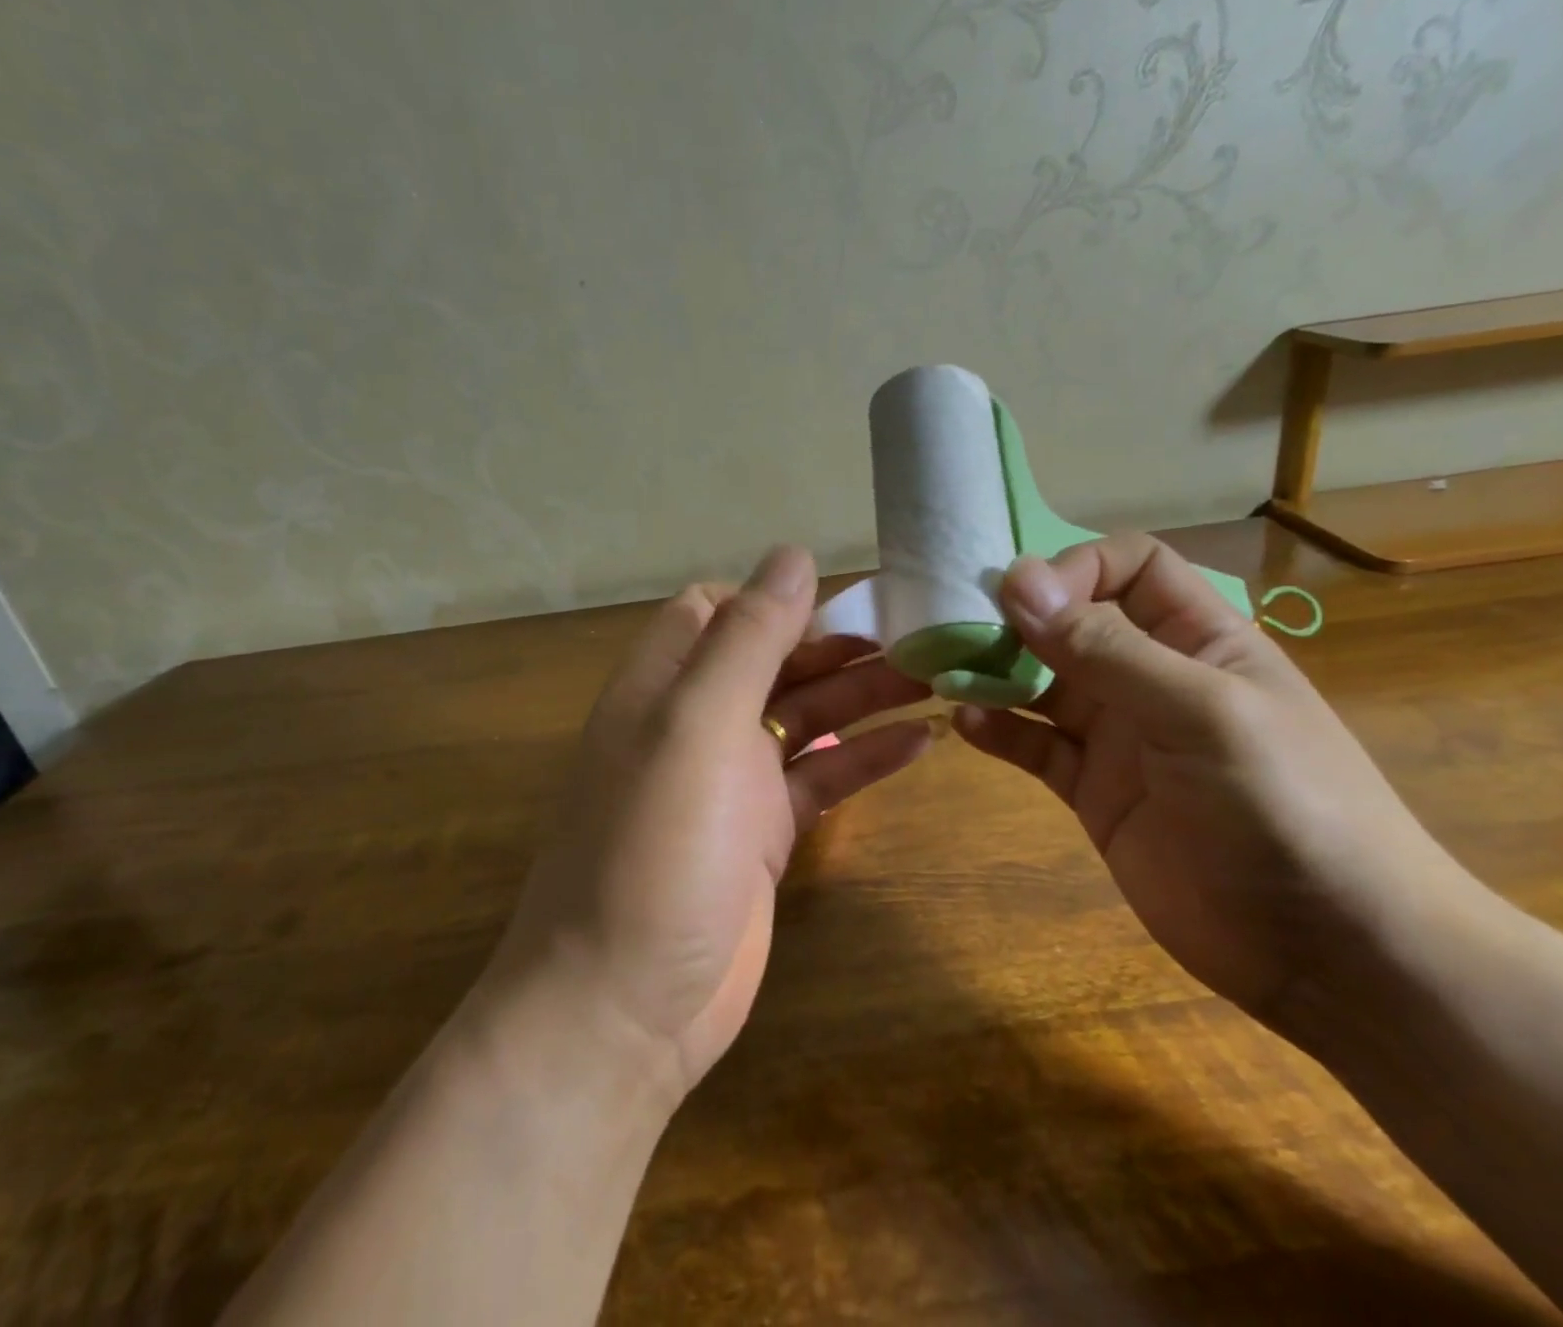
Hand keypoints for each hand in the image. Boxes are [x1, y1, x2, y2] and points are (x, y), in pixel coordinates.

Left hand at [487, 546, 933, 1098]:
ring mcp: (731, 780)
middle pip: (773, 659)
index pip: (715, 610)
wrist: (625, 1008)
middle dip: (838, 644)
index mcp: (665, 685)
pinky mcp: (762, 832)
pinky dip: (865, 757)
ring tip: (937, 675)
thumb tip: (794, 555)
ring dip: (864, 695)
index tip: (841, 599)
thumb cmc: (654, 850)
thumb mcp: (697, 725)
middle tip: (921, 633)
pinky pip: (821, 777)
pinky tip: (922, 743)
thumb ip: (747, 638)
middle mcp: (695, 722)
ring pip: (805, 716)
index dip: (772, 598)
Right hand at [954, 533, 1475, 1028]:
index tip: (1021, 597)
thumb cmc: (1286, 806)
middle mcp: (1153, 677)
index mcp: (1199, 638)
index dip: (1075, 568)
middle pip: (1073, 623)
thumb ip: (1106, 649)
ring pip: (1043, 683)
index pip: (1129, 567)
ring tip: (945, 672)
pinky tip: (967, 724)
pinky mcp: (1094, 791)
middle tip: (954, 629)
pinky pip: (1036, 745)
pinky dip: (999, 730)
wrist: (1329, 952)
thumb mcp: (1200, 713)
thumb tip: (1017, 580)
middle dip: (1016, 620)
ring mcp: (1120, 736)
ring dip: (995, 672)